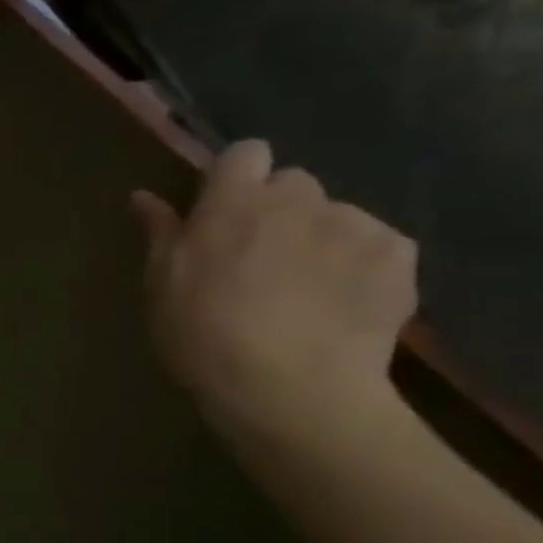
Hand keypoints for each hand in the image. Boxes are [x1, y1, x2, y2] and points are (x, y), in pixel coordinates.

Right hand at [131, 140, 417, 440]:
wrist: (291, 389)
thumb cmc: (204, 336)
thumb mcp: (162, 286)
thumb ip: (160, 233)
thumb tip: (143, 196)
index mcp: (234, 202)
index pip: (245, 153)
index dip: (235, 177)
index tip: (222, 211)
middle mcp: (297, 199)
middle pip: (292, 183)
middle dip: (278, 210)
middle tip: (259, 258)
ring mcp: (354, 225)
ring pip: (334, 215)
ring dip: (318, 237)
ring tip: (305, 289)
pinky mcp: (399, 256)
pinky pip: (376, 244)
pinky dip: (359, 264)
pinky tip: (341, 302)